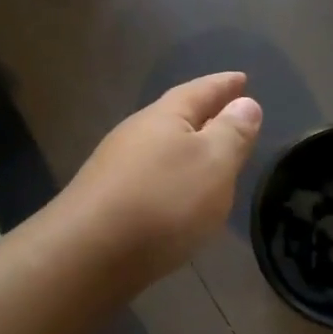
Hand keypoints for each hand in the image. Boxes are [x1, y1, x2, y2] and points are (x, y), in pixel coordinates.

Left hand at [61, 73, 262, 284]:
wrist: (88, 255)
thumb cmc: (163, 201)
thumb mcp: (213, 163)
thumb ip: (232, 133)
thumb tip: (245, 103)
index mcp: (164, 116)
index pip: (201, 91)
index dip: (224, 85)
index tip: (242, 78)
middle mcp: (136, 134)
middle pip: (176, 116)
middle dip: (204, 114)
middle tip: (230, 114)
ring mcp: (116, 167)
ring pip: (161, 147)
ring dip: (187, 147)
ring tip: (209, 156)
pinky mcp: (107, 200)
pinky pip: (151, 176)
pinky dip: (172, 176)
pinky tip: (178, 195)